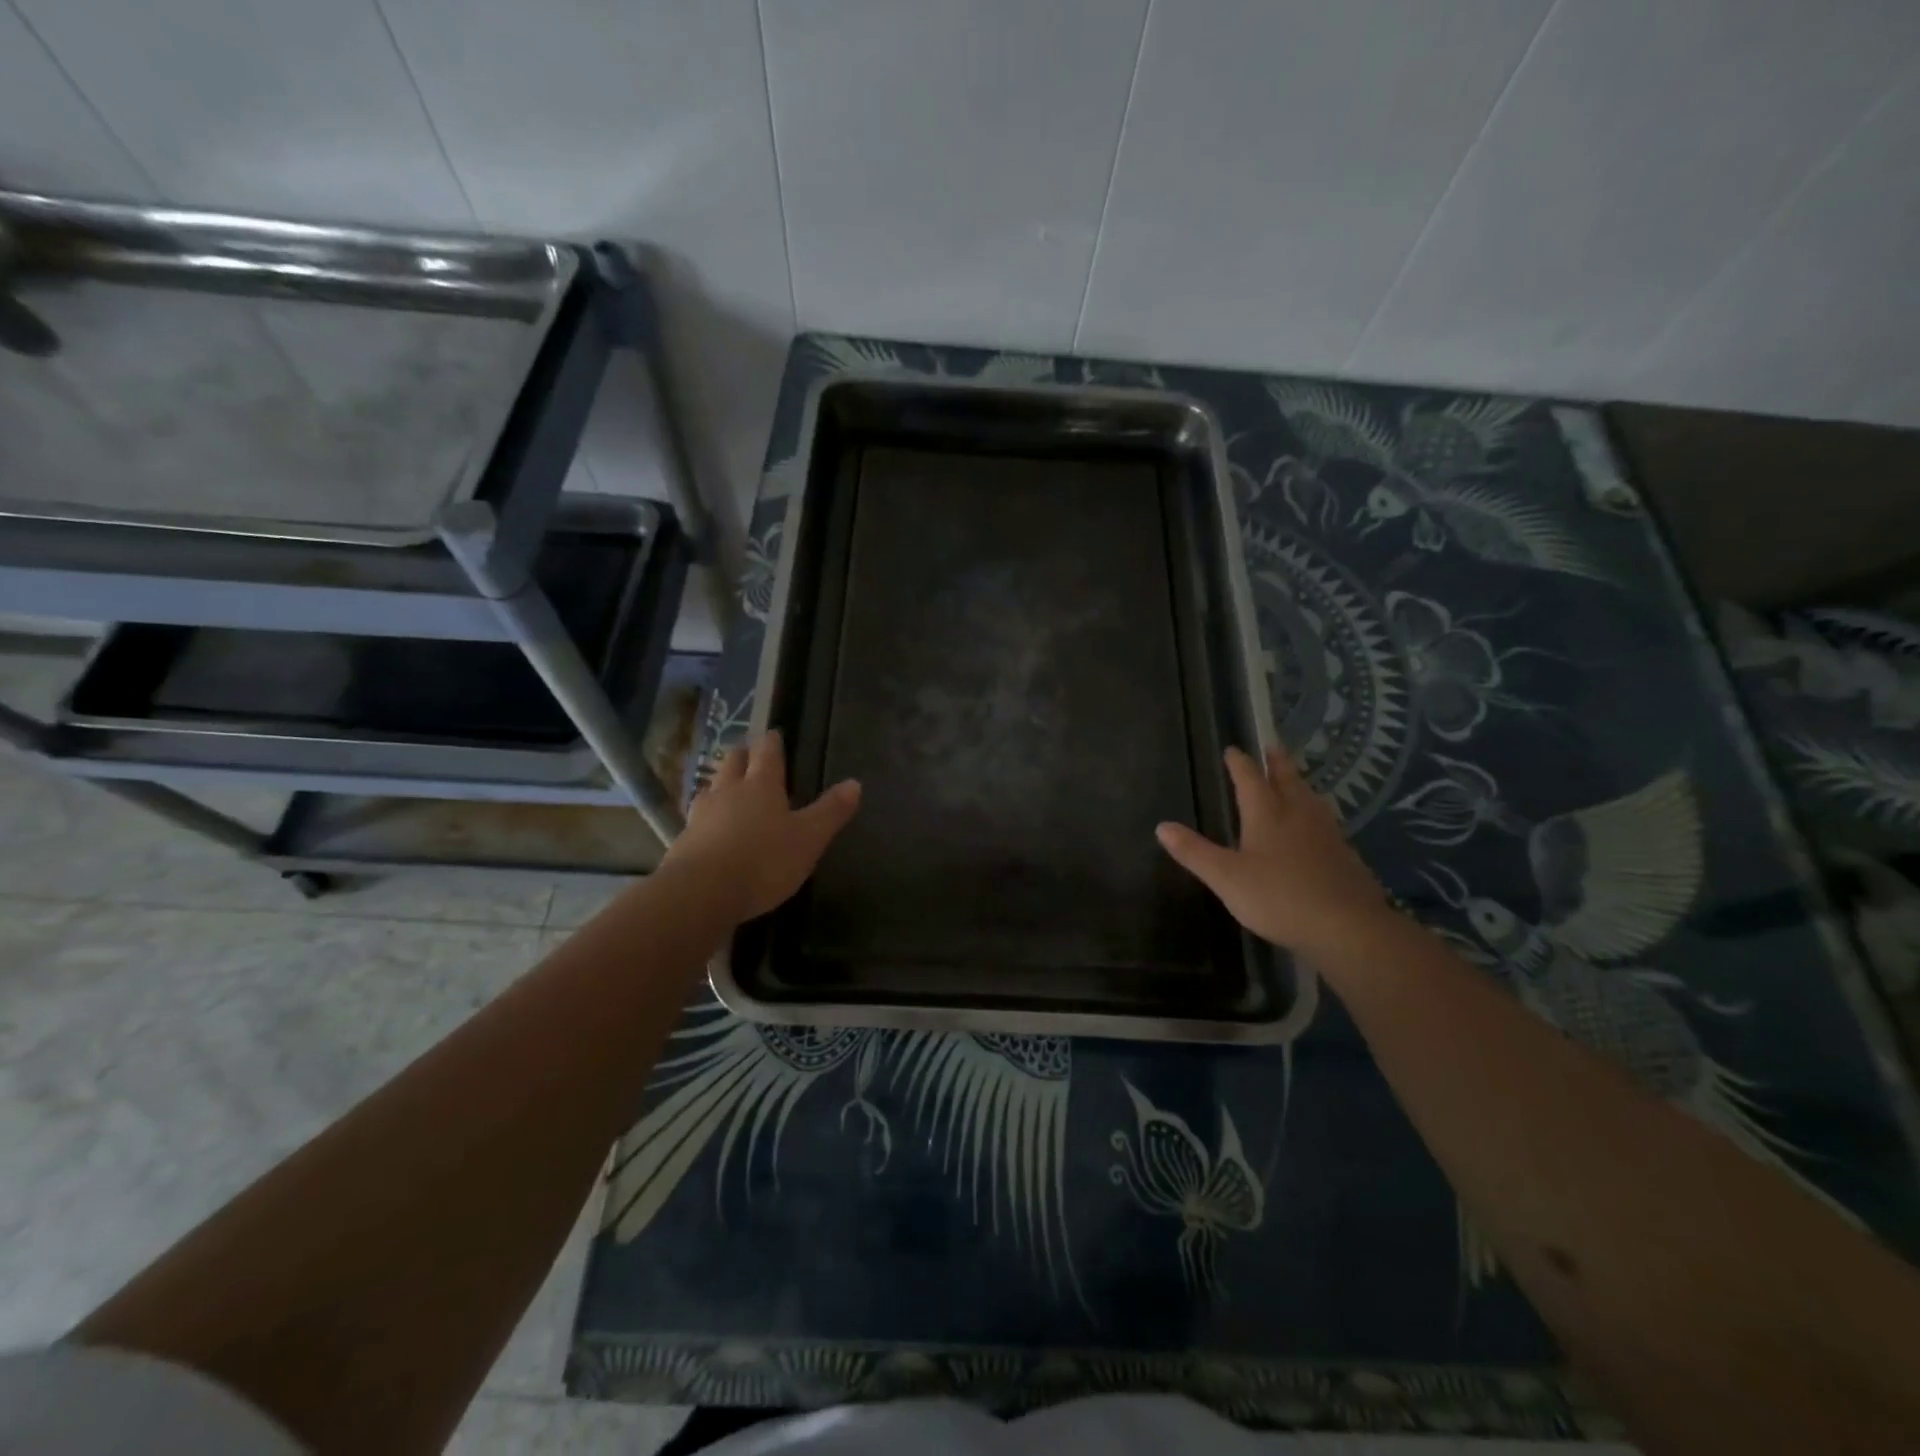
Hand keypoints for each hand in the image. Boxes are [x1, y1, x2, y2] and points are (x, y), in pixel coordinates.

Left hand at [661, 731, 861, 922]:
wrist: (701, 892)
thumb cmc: (763, 861)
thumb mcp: (809, 838)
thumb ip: (831, 811)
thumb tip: (855, 783)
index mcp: (762, 785)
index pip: (767, 753)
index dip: (772, 742)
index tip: (773, 734)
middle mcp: (728, 791)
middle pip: (733, 762)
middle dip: (743, 755)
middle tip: (749, 754)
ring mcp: (701, 814)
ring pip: (711, 787)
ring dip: (721, 783)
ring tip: (728, 787)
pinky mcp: (683, 840)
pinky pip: (697, 818)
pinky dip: (707, 816)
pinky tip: (710, 827)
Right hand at [1156, 746, 1391, 958]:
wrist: (1347, 927)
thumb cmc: (1279, 898)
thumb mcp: (1226, 878)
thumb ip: (1194, 852)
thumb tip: (1162, 826)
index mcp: (1267, 814)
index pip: (1249, 778)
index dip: (1239, 763)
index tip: (1233, 750)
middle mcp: (1298, 814)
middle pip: (1287, 779)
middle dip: (1276, 763)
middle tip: (1272, 747)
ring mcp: (1326, 833)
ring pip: (1310, 798)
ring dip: (1299, 783)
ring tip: (1294, 780)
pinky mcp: (1345, 854)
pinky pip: (1325, 821)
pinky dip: (1315, 811)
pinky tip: (1317, 826)